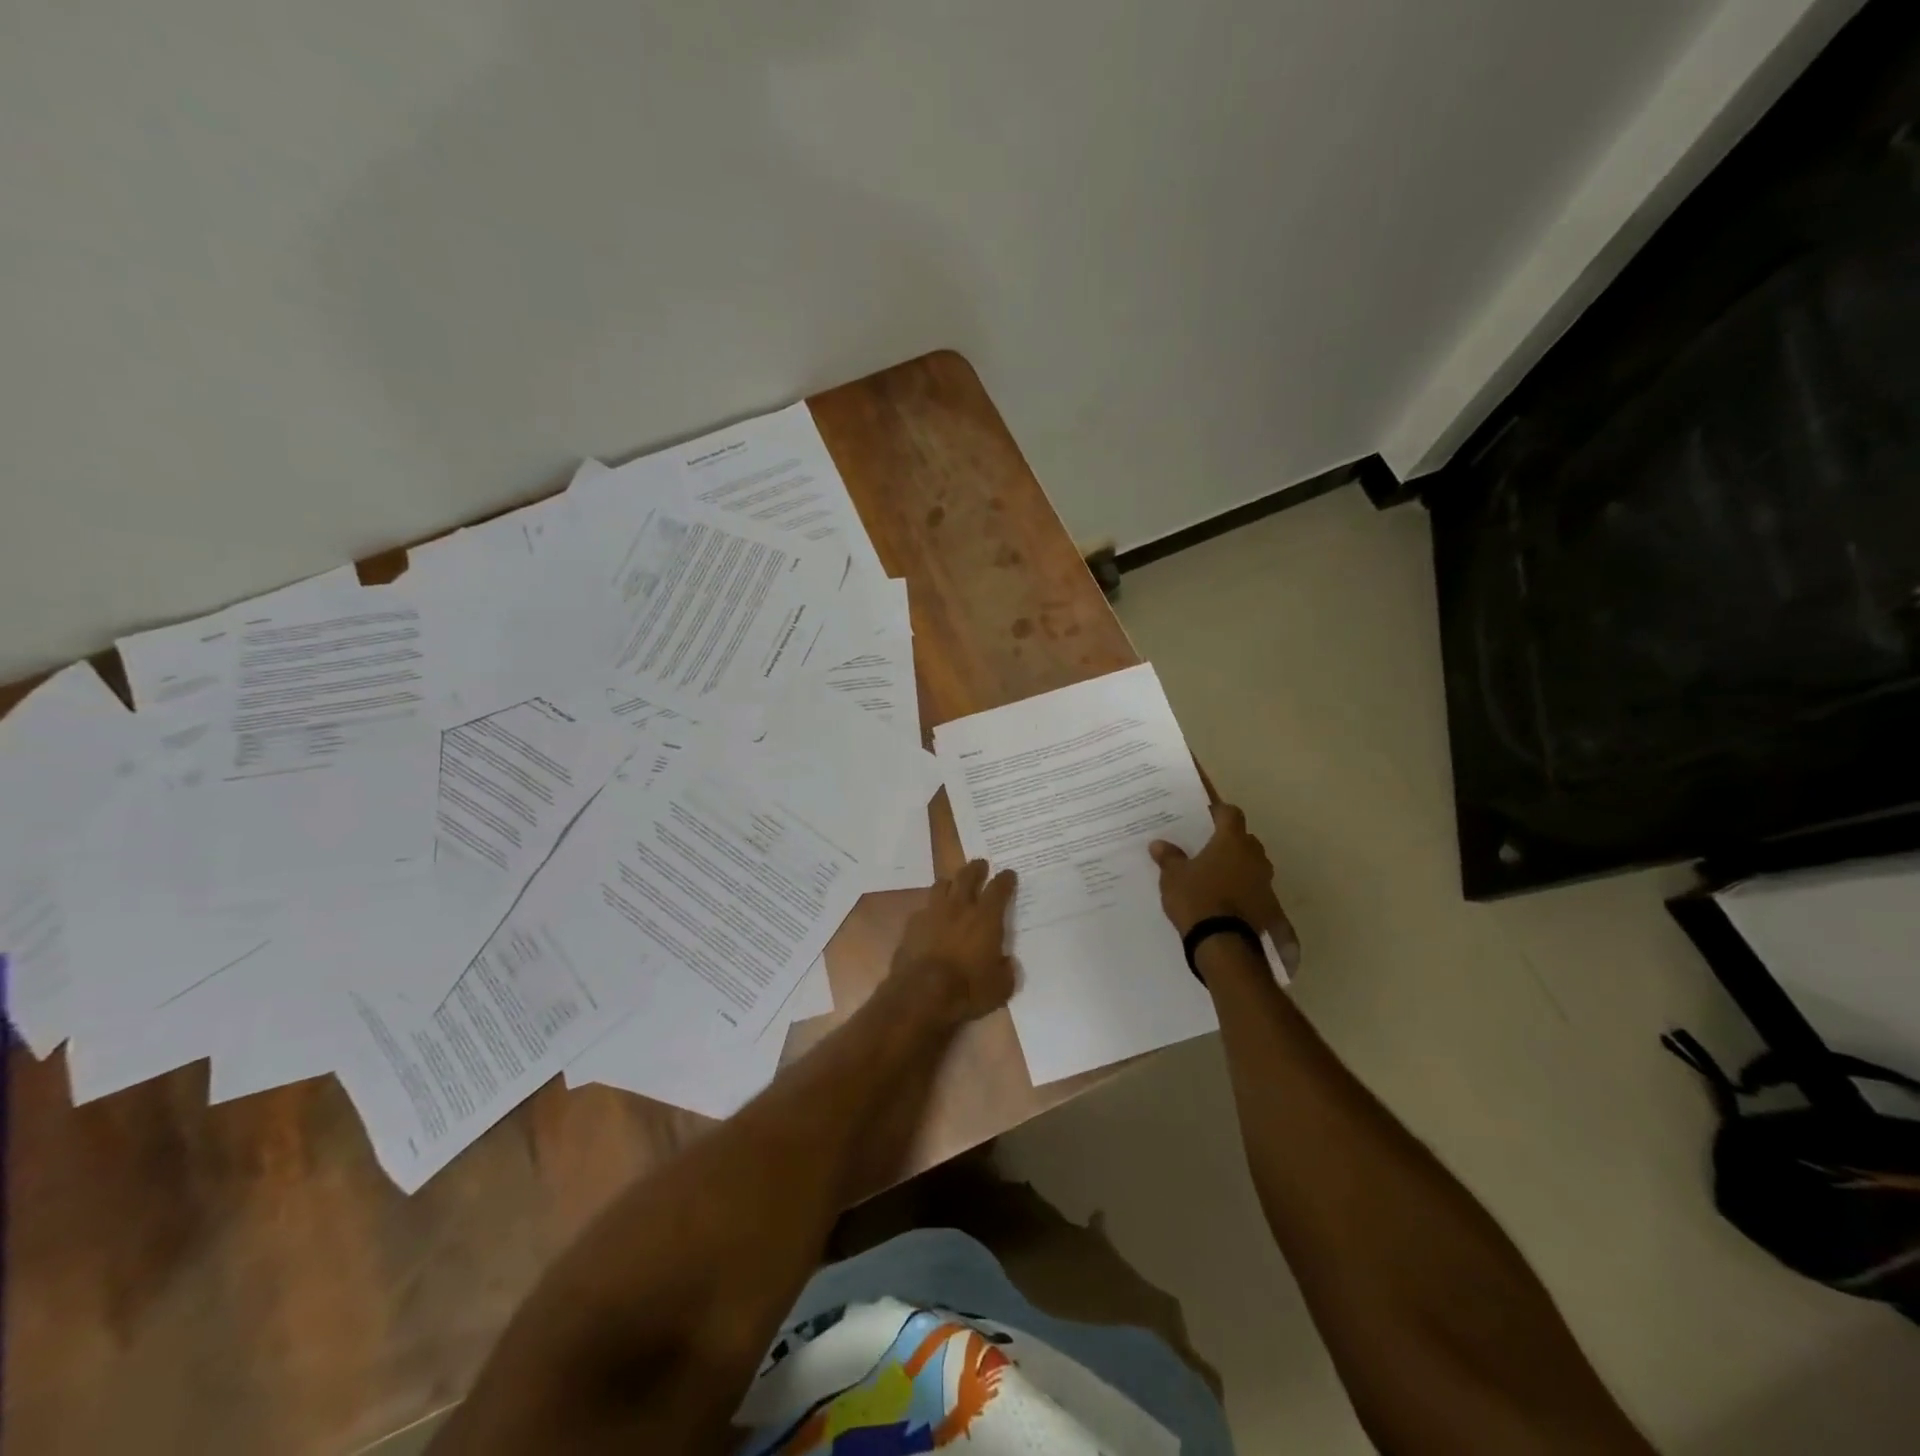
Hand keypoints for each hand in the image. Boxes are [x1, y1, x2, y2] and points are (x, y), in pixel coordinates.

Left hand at [889, 860, 1018, 1024]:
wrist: (921, 994)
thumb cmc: (967, 989)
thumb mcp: (1000, 987)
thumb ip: (1006, 970)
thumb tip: (1006, 962)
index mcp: (986, 918)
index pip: (999, 888)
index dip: (1005, 879)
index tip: (1009, 874)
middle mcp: (959, 907)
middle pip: (967, 876)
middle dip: (976, 868)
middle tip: (980, 865)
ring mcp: (933, 913)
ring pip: (941, 885)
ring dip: (950, 883)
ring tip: (953, 885)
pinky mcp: (912, 925)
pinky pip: (924, 908)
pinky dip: (931, 910)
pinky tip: (932, 918)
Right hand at [1150, 803, 1298, 960]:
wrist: (1224, 944)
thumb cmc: (1197, 899)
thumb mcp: (1173, 877)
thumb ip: (1169, 857)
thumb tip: (1158, 844)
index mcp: (1232, 841)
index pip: (1230, 813)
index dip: (1218, 811)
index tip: (1204, 815)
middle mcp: (1254, 856)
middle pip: (1244, 838)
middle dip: (1228, 841)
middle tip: (1207, 847)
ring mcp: (1265, 882)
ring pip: (1252, 864)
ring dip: (1238, 866)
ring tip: (1216, 875)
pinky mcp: (1269, 906)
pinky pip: (1255, 889)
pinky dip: (1243, 890)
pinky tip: (1226, 900)